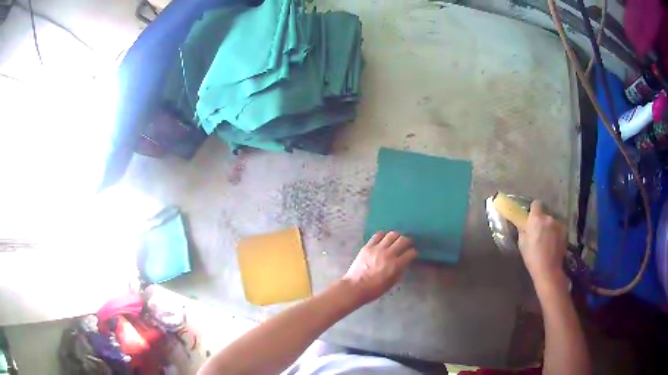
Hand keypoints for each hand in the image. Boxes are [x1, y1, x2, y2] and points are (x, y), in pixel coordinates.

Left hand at [343, 231, 417, 304]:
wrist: (355, 287)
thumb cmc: (375, 289)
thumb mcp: (392, 282)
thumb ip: (400, 270)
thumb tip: (405, 262)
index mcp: (395, 265)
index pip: (411, 253)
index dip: (414, 253)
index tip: (413, 254)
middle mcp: (388, 254)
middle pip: (403, 240)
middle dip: (408, 241)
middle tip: (407, 244)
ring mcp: (377, 249)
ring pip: (392, 234)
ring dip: (397, 236)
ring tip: (396, 240)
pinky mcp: (367, 246)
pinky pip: (378, 235)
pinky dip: (384, 235)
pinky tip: (384, 239)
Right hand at [518, 201, 567, 288]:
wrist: (549, 269)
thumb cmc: (532, 257)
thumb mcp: (522, 244)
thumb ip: (523, 230)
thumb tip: (524, 225)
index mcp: (536, 219)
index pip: (536, 204)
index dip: (534, 210)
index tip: (531, 218)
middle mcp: (548, 218)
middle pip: (545, 215)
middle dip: (542, 221)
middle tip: (539, 233)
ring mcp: (558, 224)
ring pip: (552, 222)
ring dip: (550, 228)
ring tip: (547, 241)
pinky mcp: (565, 232)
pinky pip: (558, 228)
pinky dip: (556, 233)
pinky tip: (554, 244)